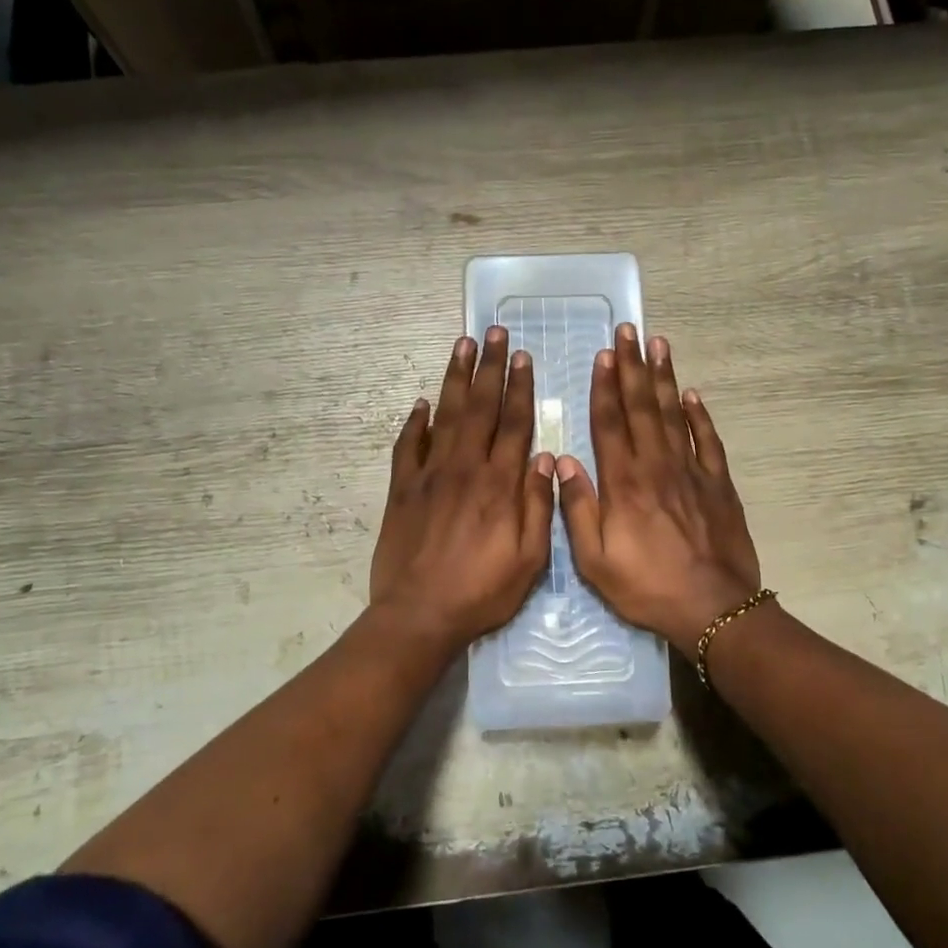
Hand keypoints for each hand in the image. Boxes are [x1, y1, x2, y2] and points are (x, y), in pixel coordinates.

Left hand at [370, 328, 555, 649]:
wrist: (419, 614)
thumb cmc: (481, 591)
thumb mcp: (529, 559)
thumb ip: (539, 506)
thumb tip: (546, 457)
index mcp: (499, 484)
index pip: (514, 424)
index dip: (521, 388)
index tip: (523, 356)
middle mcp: (465, 468)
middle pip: (481, 408)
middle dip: (490, 367)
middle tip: (494, 333)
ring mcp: (429, 475)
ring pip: (445, 415)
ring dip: (456, 379)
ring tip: (462, 346)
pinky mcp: (401, 489)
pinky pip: (407, 446)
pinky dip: (415, 422)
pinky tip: (422, 403)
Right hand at [557, 324, 762, 646]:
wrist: (713, 608)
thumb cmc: (647, 587)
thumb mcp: (595, 560)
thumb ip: (578, 509)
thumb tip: (564, 462)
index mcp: (623, 483)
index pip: (610, 423)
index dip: (605, 387)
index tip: (604, 354)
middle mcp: (656, 467)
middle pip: (642, 408)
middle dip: (633, 367)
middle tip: (630, 331)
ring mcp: (691, 472)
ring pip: (674, 415)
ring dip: (664, 378)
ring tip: (659, 345)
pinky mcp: (719, 485)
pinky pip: (708, 442)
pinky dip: (699, 416)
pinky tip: (692, 395)